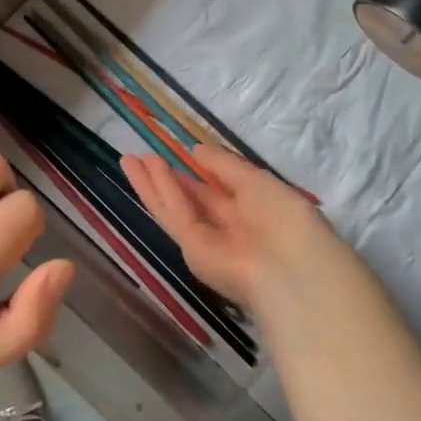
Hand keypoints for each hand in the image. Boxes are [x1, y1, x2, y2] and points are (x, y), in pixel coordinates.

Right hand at [122, 144, 376, 323]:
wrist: (291, 269)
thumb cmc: (285, 218)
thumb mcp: (257, 181)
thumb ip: (224, 165)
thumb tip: (196, 150)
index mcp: (253, 212)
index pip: (220, 191)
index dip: (200, 173)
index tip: (182, 154)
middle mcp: (228, 228)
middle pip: (191, 200)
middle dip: (167, 179)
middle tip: (142, 157)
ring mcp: (208, 241)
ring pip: (174, 207)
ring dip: (152, 183)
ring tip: (129, 160)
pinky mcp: (192, 251)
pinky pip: (174, 216)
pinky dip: (159, 192)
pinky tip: (145, 171)